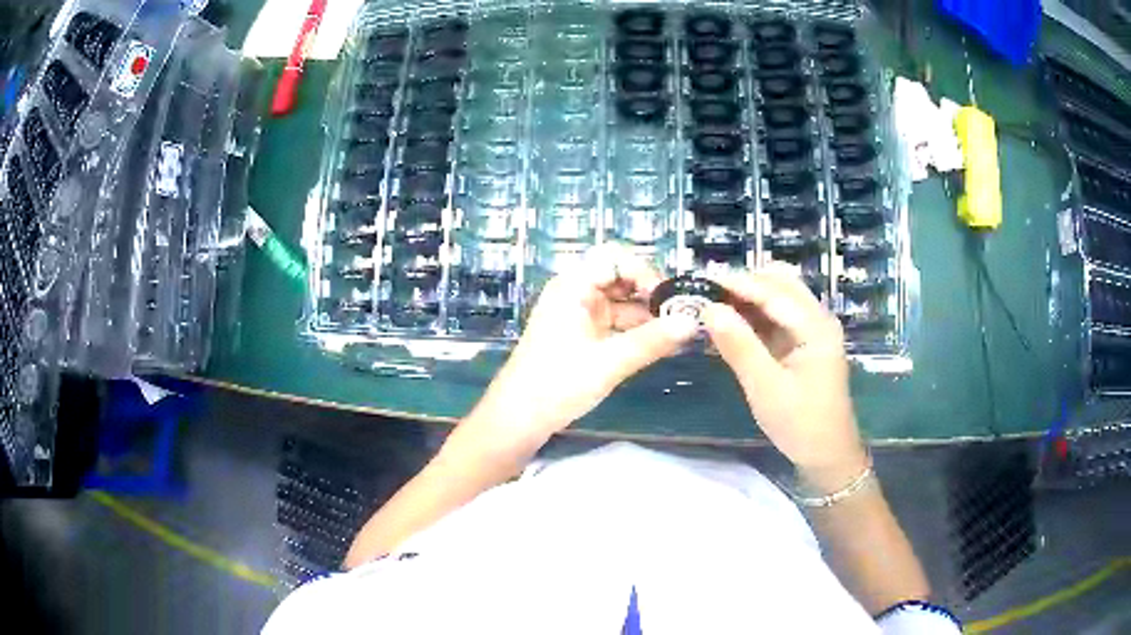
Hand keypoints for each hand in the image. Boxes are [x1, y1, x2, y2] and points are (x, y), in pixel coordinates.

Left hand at [467, 244, 698, 444]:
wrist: (519, 418)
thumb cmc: (558, 383)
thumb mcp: (610, 362)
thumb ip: (652, 341)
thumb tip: (691, 322)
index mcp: (573, 286)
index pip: (614, 257)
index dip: (643, 271)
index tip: (666, 298)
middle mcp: (576, 293)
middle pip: (620, 278)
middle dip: (650, 294)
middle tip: (679, 315)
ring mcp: (579, 315)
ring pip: (621, 303)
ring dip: (647, 315)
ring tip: (677, 333)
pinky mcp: (583, 336)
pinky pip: (615, 323)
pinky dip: (636, 332)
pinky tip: (660, 345)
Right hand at [700, 268, 866, 486]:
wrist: (827, 455)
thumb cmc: (800, 424)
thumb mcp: (765, 388)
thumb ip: (739, 346)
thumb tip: (709, 309)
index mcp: (816, 327)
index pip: (774, 292)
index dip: (738, 283)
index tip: (702, 278)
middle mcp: (818, 319)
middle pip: (781, 283)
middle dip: (745, 283)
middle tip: (707, 291)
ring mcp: (813, 330)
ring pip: (779, 297)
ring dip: (749, 297)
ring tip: (714, 304)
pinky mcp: (805, 343)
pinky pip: (778, 317)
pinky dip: (755, 315)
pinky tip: (732, 324)